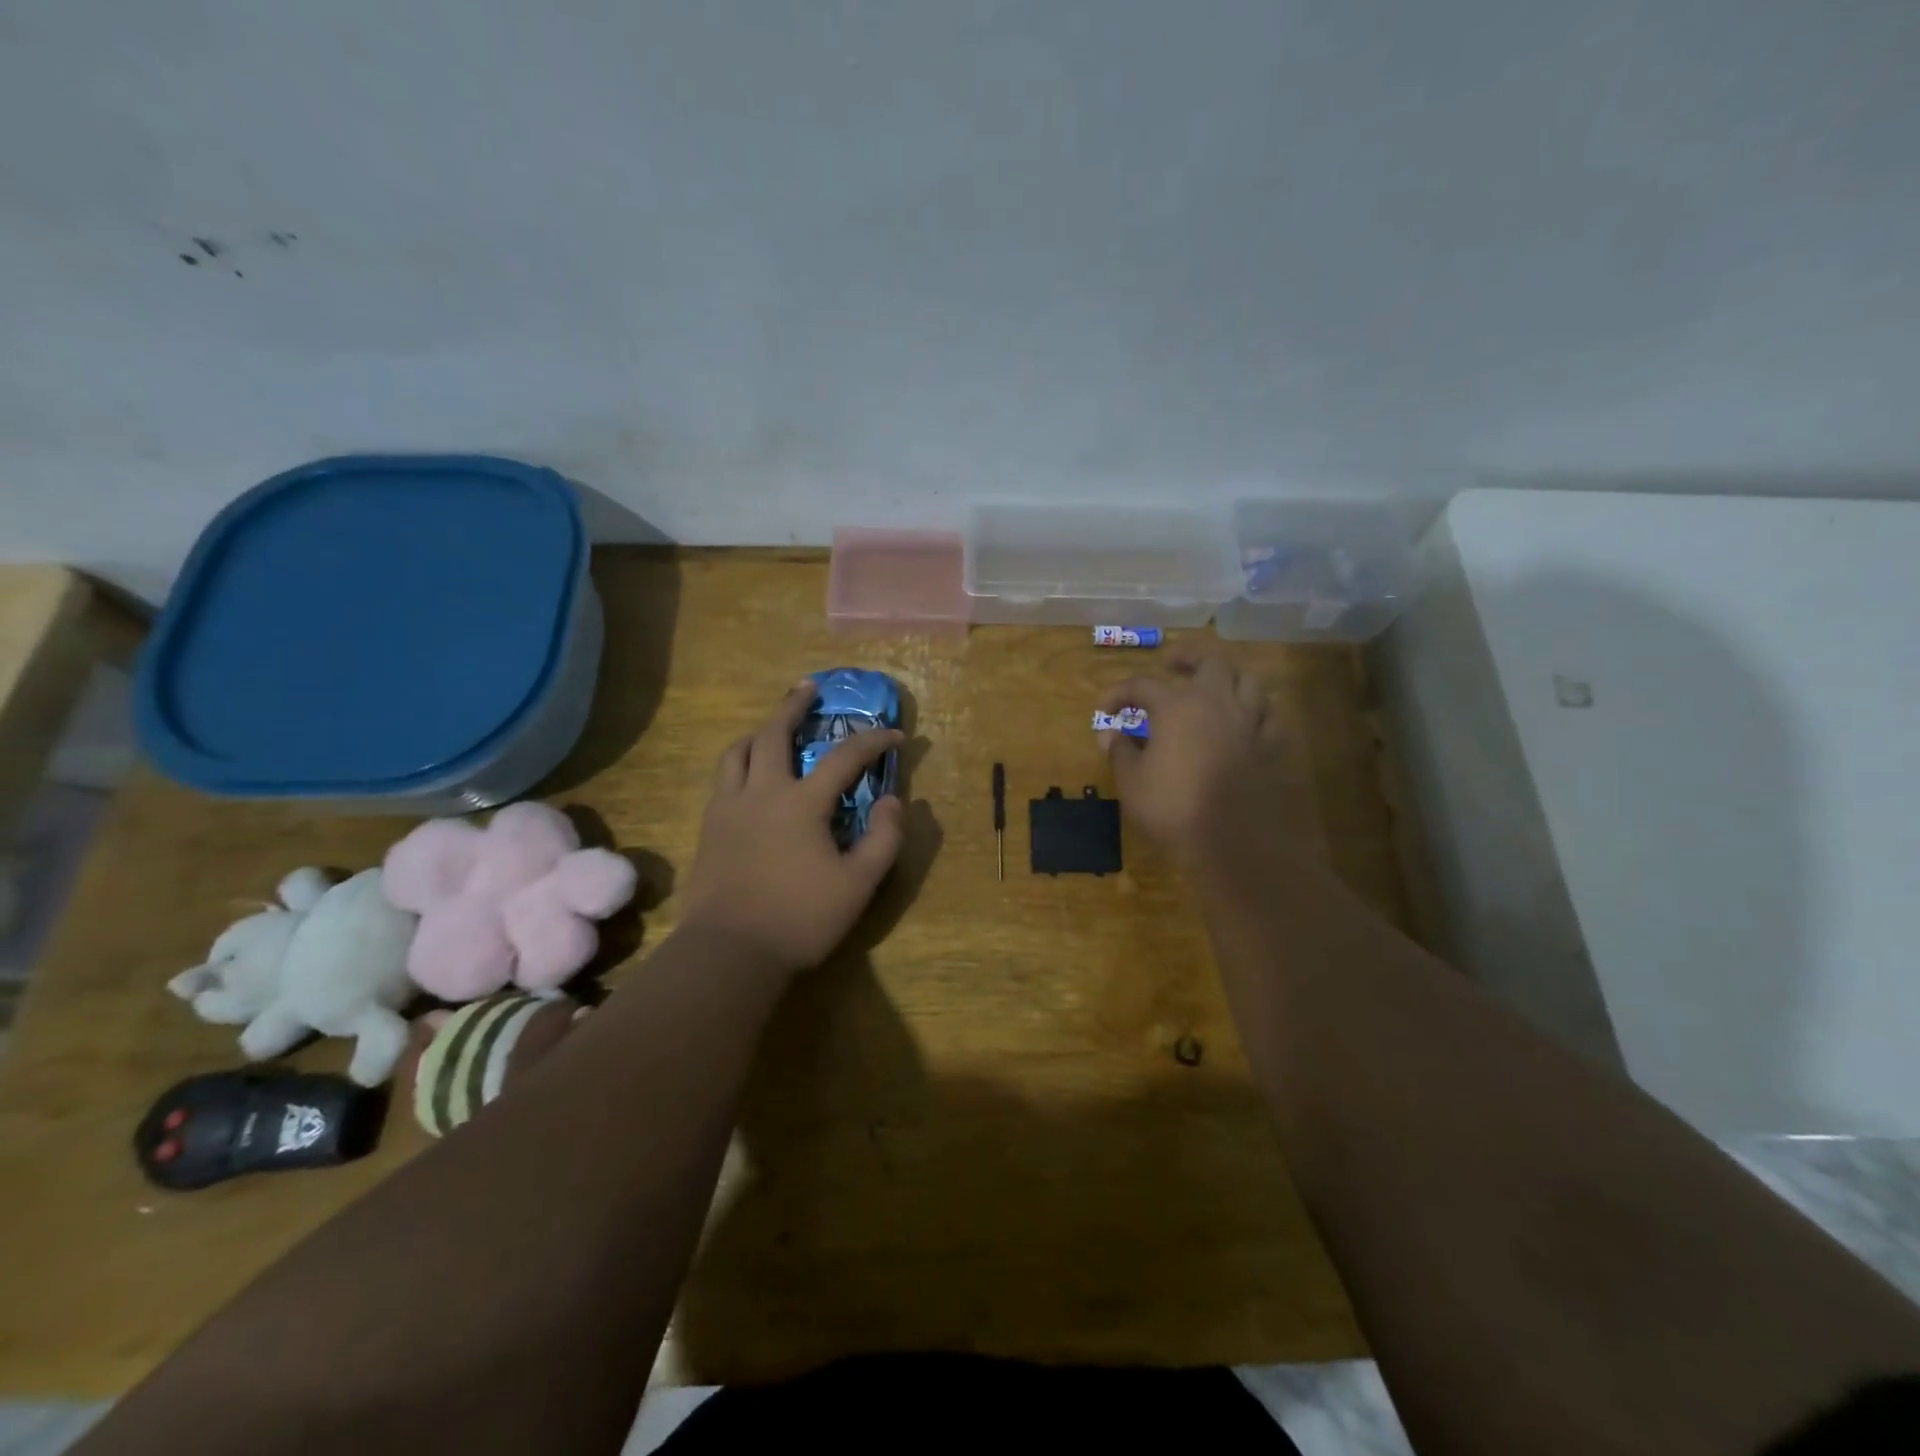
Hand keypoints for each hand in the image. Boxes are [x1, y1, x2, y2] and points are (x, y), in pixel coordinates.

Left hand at [679, 680, 905, 974]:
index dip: (873, 741)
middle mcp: (761, 793)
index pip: (844, 758)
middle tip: (808, 688)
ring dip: (758, 732)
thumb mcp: (858, 885)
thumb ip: (883, 840)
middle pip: (773, 733)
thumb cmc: (799, 919)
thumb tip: (895, 802)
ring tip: (771, 728)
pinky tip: (749, 777)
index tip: (895, 735)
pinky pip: (723, 779)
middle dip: (794, 706)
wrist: (728, 952)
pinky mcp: (709, 828)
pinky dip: (740, 763)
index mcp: (801, 804)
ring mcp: (728, 808)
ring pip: (737, 752)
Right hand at [1099, 646, 1281, 859]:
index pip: (1142, 684)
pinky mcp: (1269, 746)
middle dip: (1187, 656)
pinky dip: (1255, 711)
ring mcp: (1248, 722)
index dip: (1119, 692)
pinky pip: (1268, 716)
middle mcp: (1216, 702)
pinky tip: (1244, 721)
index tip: (1104, 710)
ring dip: (1228, 677)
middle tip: (1171, 665)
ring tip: (1212, 688)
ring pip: (1248, 680)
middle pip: (1210, 659)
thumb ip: (1121, 751)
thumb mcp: (1132, 781)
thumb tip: (1110, 734)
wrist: (1231, 842)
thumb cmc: (1172, 808)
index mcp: (1177, 706)